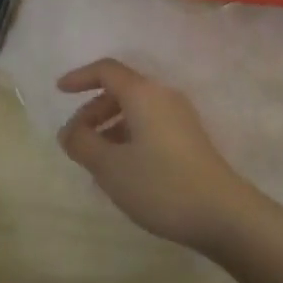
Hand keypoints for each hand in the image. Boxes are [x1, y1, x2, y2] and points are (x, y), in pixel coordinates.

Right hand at [56, 59, 259, 251]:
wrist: (222, 213)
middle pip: (122, 89)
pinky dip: (129, 135)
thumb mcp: (111, 167)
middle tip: (76, 139)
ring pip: (136, 109)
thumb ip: (83, 144)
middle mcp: (163, 96)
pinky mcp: (189, 138)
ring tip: (96, 159)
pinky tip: (123, 169)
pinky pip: (150, 124)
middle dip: (93, 110)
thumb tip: (69, 131)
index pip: (107, 70)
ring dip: (111, 126)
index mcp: (143, 93)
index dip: (80, 77)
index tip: (60, 92)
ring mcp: (180, 116)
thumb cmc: (160, 184)